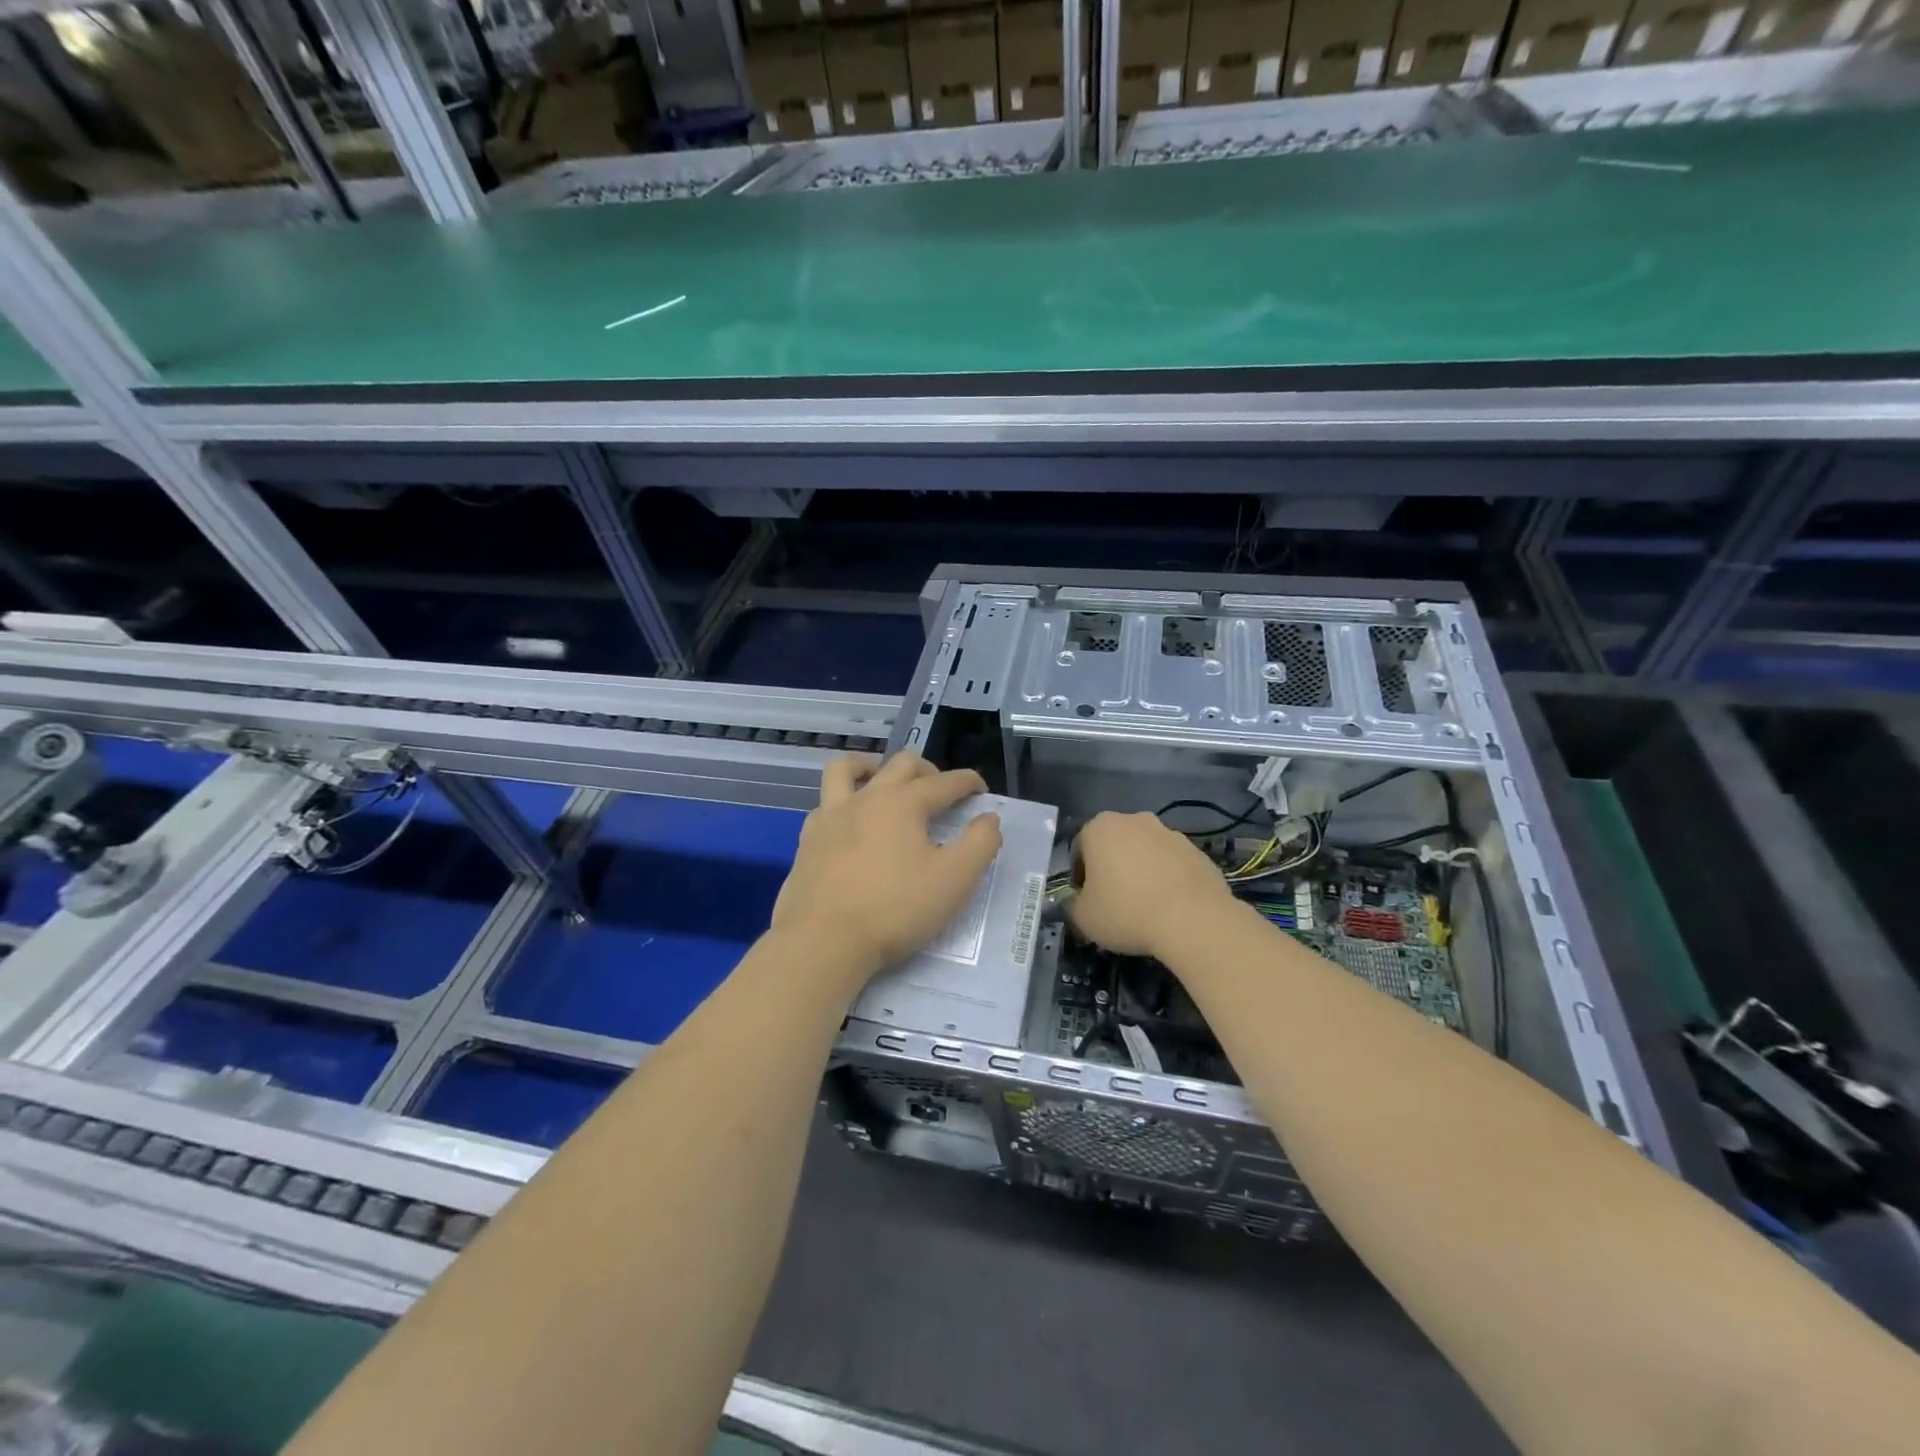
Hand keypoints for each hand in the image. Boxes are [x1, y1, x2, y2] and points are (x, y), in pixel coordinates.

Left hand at [771, 752, 1002, 987]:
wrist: (823, 941)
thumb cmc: (895, 909)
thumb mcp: (954, 880)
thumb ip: (980, 844)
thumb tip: (989, 819)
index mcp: (903, 803)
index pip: (944, 782)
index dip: (967, 782)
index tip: (981, 790)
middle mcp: (866, 798)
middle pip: (900, 765)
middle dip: (928, 770)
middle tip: (941, 790)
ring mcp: (831, 816)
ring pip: (847, 769)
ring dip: (871, 766)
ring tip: (883, 780)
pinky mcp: (808, 840)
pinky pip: (826, 803)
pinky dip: (843, 801)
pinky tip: (850, 822)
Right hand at [1070, 811, 1235, 958]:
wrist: (1194, 920)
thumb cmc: (1127, 911)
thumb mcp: (1083, 917)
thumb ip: (1074, 904)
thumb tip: (1080, 902)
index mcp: (1100, 827)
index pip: (1080, 849)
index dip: (1081, 877)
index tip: (1088, 900)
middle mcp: (1135, 820)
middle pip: (1116, 845)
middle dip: (1113, 868)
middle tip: (1115, 902)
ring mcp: (1171, 833)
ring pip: (1146, 853)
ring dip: (1143, 872)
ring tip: (1146, 908)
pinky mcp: (1198, 851)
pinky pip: (1173, 865)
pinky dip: (1169, 881)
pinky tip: (1171, 908)